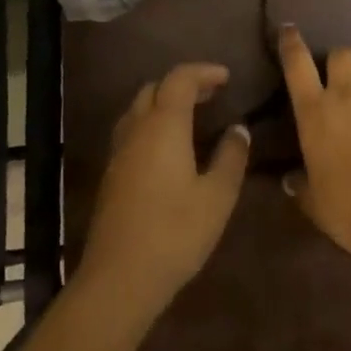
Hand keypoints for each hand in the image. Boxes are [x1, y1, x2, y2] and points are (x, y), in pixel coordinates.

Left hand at [79, 63, 250, 311]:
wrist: (119, 279)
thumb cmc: (175, 233)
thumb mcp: (217, 196)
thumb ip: (231, 157)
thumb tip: (238, 129)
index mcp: (163, 125)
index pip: (179, 79)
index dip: (203, 72)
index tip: (226, 77)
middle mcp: (136, 130)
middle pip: (155, 89)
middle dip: (183, 84)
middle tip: (211, 95)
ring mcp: (119, 153)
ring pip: (138, 109)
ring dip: (164, 103)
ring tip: (192, 116)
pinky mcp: (111, 175)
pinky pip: (132, 131)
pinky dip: (152, 124)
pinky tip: (169, 148)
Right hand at [278, 28, 350, 257]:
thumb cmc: (346, 209)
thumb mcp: (312, 199)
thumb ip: (300, 183)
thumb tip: (290, 180)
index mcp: (314, 113)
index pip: (297, 65)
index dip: (291, 43)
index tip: (289, 29)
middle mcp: (345, 95)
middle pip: (340, 54)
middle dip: (337, 60)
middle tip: (338, 74)